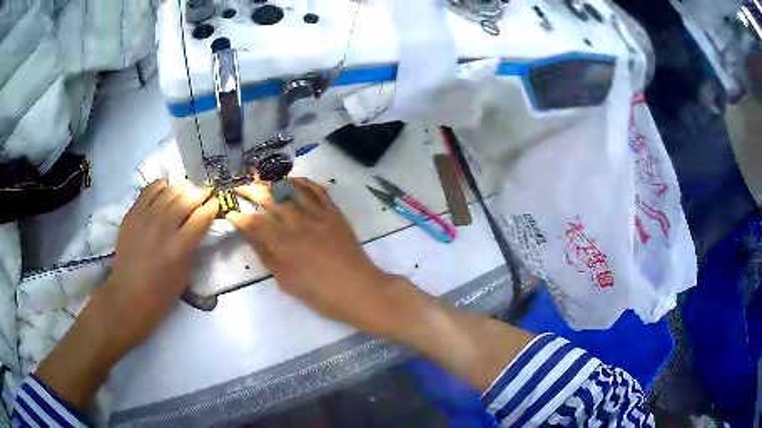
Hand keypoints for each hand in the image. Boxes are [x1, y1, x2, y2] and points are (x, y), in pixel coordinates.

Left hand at [96, 179, 218, 352]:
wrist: (128, 294)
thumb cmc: (160, 292)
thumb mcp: (185, 275)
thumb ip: (192, 247)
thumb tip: (198, 227)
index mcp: (180, 247)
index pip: (202, 215)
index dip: (212, 206)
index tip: (216, 204)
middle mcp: (164, 227)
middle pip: (188, 197)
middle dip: (201, 192)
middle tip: (206, 192)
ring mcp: (146, 217)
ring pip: (170, 190)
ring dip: (183, 188)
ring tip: (188, 190)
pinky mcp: (133, 213)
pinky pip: (150, 189)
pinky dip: (161, 187)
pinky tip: (166, 190)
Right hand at [227, 179, 413, 334]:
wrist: (359, 290)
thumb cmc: (321, 294)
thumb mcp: (287, 282)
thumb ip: (268, 257)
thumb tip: (252, 238)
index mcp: (285, 246)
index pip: (256, 225)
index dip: (241, 218)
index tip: (230, 213)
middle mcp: (300, 226)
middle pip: (272, 201)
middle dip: (252, 191)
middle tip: (240, 186)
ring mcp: (319, 217)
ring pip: (293, 191)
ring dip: (274, 182)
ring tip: (260, 177)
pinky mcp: (334, 214)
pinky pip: (318, 192)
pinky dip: (303, 183)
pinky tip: (291, 180)